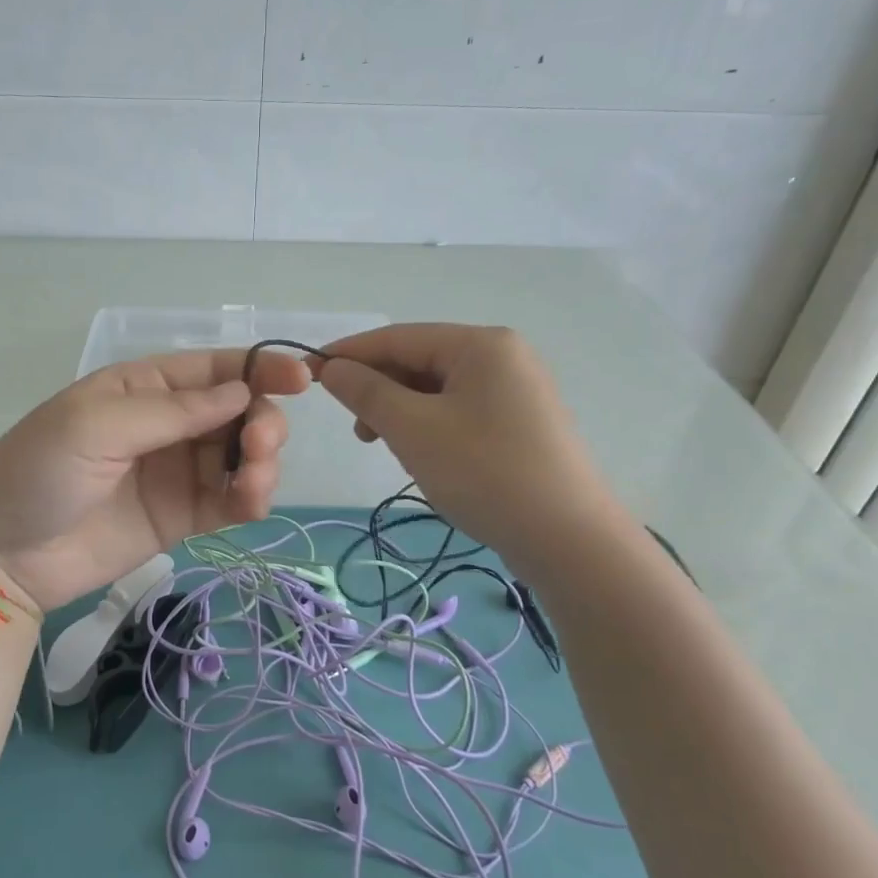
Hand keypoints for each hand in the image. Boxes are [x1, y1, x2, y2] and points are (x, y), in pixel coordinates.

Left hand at [0, 349, 310, 610]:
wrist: (1, 556)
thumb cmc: (38, 472)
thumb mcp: (96, 425)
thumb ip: (173, 410)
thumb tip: (241, 392)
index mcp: (144, 386)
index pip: (215, 368)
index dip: (260, 369)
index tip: (302, 381)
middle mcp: (168, 423)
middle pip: (239, 411)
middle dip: (262, 422)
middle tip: (257, 447)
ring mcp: (177, 471)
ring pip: (242, 455)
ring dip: (262, 461)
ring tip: (251, 481)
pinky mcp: (183, 516)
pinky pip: (231, 499)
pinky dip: (252, 497)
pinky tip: (250, 502)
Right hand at [314, 324, 617, 572]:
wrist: (570, 541)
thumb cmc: (485, 473)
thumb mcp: (413, 429)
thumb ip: (367, 392)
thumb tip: (332, 367)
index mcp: (480, 344)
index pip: (398, 337)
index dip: (348, 353)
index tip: (307, 373)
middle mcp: (503, 355)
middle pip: (420, 360)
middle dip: (380, 390)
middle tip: (358, 431)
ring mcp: (517, 390)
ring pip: (438, 389)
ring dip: (403, 412)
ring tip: (391, 448)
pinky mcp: (522, 422)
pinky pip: (460, 410)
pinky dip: (430, 426)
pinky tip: (424, 455)